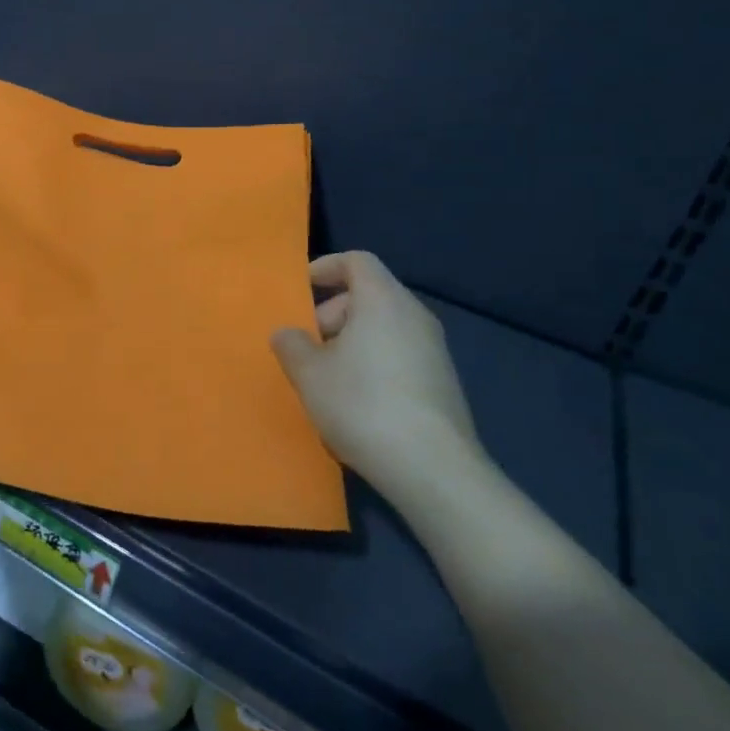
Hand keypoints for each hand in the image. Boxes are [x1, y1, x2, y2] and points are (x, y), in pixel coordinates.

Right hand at [271, 251, 482, 493]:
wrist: (433, 469)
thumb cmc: (363, 405)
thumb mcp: (309, 374)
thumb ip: (291, 344)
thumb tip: (287, 333)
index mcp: (383, 301)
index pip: (357, 261)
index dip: (325, 267)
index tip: (300, 289)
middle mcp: (414, 316)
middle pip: (368, 295)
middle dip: (331, 313)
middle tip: (307, 346)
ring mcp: (435, 350)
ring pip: (383, 328)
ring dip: (350, 342)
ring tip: (326, 378)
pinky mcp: (442, 382)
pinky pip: (399, 354)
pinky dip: (373, 363)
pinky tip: (356, 403)